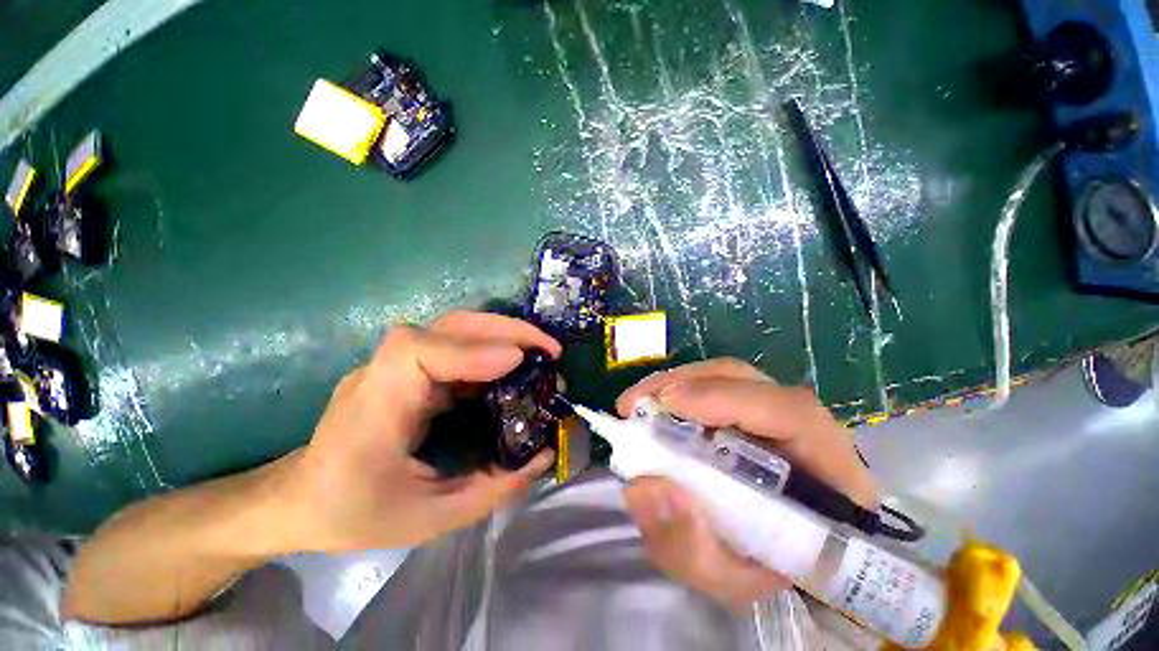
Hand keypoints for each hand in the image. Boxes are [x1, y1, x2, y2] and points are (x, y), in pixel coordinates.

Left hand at [285, 311, 560, 551]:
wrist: (300, 499)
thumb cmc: (354, 513)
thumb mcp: (428, 519)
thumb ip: (490, 489)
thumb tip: (542, 456)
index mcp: (375, 408)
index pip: (417, 351)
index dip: (471, 350)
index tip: (516, 362)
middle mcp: (385, 372)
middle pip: (448, 325)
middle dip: (506, 329)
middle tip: (550, 350)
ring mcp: (398, 364)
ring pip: (457, 328)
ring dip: (505, 334)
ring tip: (541, 353)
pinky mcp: (412, 367)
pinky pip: (458, 346)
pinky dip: (493, 349)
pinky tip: (515, 367)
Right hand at [616, 359, 876, 607]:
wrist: (795, 558)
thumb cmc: (772, 570)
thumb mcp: (729, 579)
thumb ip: (688, 545)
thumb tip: (642, 486)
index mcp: (826, 469)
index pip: (789, 414)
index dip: (725, 399)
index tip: (667, 404)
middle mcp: (804, 424)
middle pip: (745, 380)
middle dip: (684, 383)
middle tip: (635, 403)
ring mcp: (777, 408)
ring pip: (726, 376)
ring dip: (677, 382)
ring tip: (640, 403)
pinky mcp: (753, 406)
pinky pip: (716, 384)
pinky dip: (681, 388)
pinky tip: (657, 407)